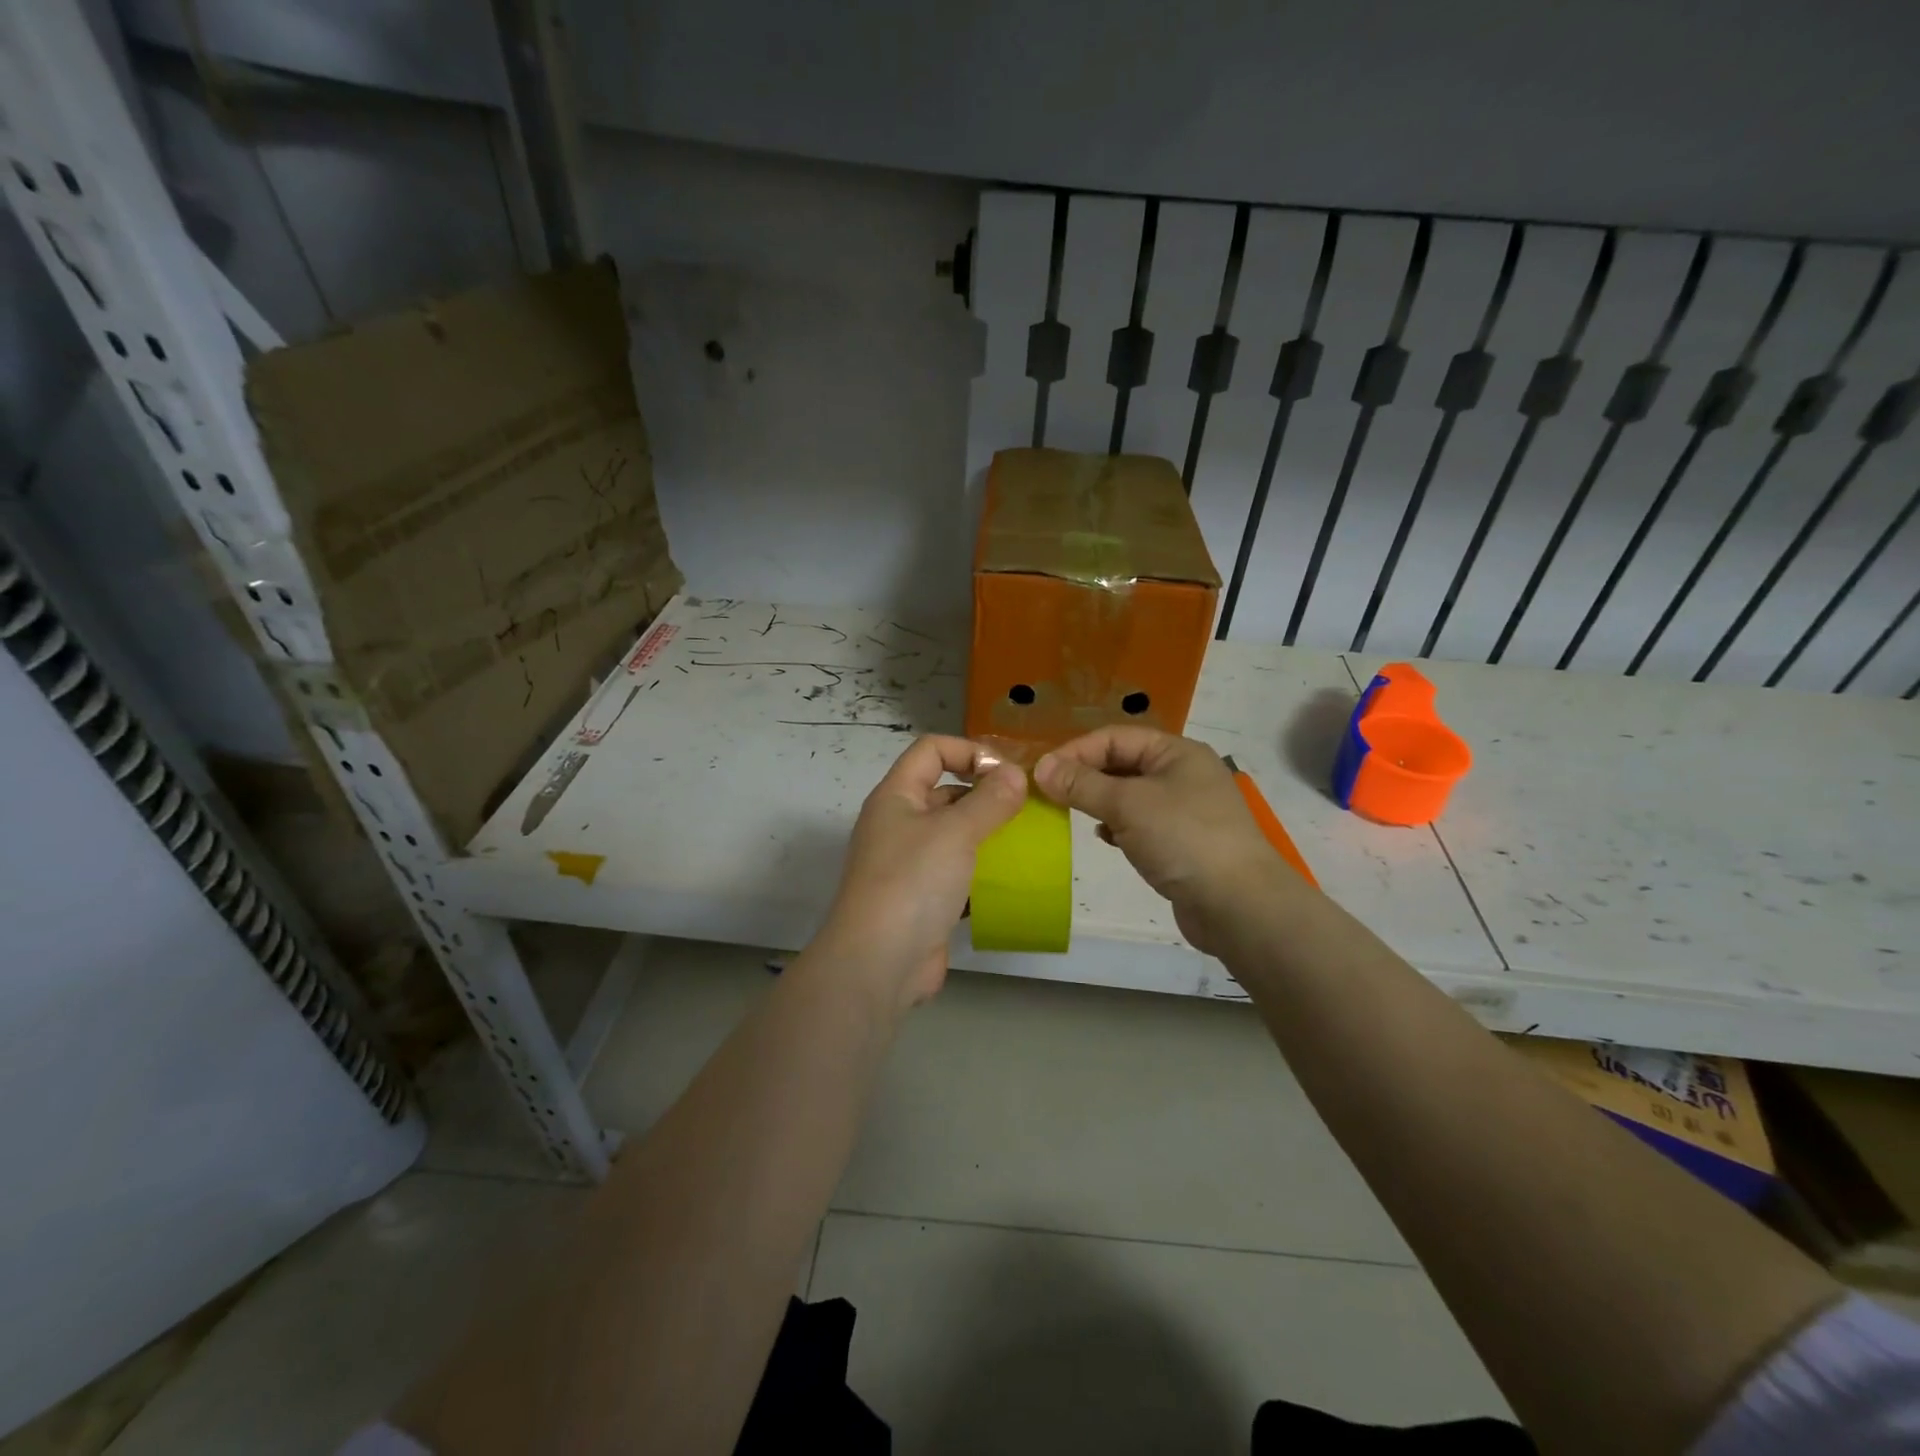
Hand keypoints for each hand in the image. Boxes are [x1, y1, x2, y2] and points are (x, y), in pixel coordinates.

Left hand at [816, 735, 1026, 1013]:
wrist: (878, 963)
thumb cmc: (912, 882)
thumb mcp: (955, 832)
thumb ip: (989, 800)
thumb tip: (1015, 773)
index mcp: (896, 797)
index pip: (931, 750)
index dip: (969, 751)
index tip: (1007, 772)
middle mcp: (899, 824)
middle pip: (944, 790)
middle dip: (985, 793)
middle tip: (1028, 806)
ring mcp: (909, 864)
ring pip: (954, 834)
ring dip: (987, 833)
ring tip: (1027, 839)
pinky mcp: (923, 899)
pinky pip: (957, 872)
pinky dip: (982, 871)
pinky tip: (1012, 878)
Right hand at [1034, 727, 1290, 955]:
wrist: (1239, 905)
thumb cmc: (1183, 839)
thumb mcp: (1127, 805)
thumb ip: (1082, 784)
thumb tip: (1041, 767)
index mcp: (1176, 752)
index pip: (1115, 737)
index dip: (1077, 751)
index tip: (1043, 774)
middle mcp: (1183, 773)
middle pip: (1122, 763)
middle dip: (1086, 776)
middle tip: (1051, 795)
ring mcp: (1185, 809)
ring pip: (1130, 795)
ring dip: (1100, 801)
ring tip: (1073, 814)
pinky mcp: (1183, 841)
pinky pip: (1141, 822)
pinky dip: (1118, 826)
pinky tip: (1105, 837)